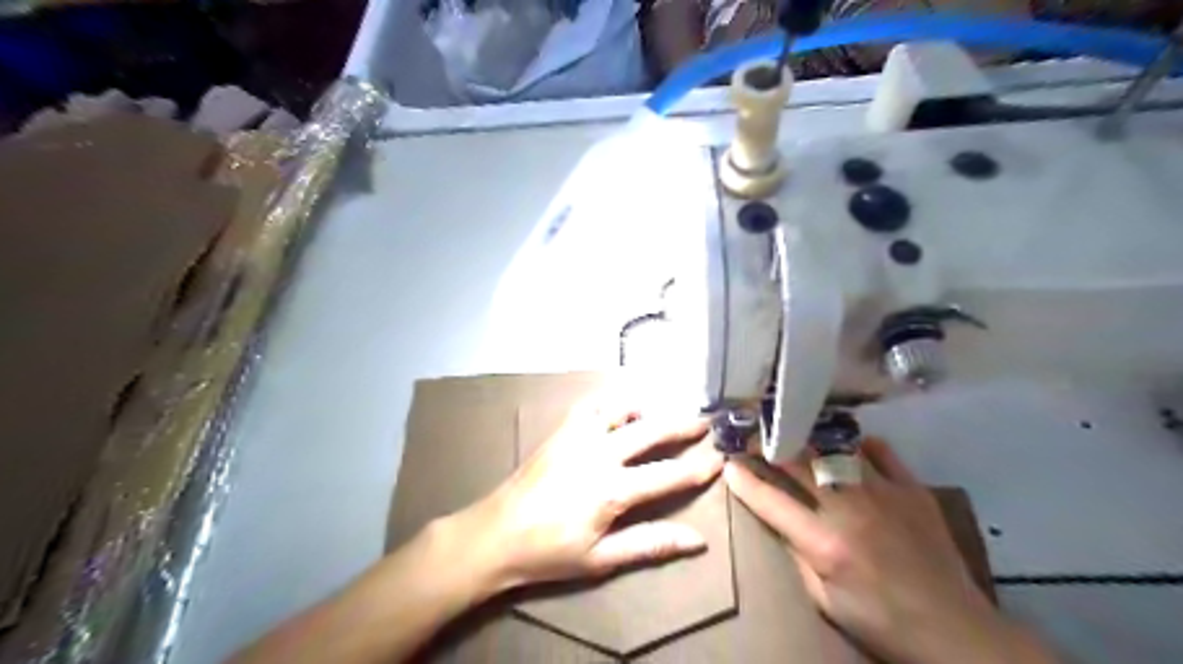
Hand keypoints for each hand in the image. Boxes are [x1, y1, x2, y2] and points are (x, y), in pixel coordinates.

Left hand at [443, 400, 719, 597]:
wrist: (496, 534)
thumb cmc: (549, 552)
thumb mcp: (601, 559)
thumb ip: (649, 544)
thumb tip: (697, 540)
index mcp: (611, 489)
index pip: (666, 475)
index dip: (696, 469)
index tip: (719, 460)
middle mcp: (599, 453)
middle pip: (650, 431)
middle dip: (681, 425)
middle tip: (704, 421)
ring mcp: (578, 436)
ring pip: (620, 408)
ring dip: (646, 407)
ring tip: (662, 411)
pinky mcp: (561, 431)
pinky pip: (591, 405)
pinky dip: (611, 401)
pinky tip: (619, 407)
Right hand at [726, 440, 1058, 663]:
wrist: (954, 630)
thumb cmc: (880, 621)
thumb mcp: (825, 601)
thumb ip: (798, 555)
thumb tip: (781, 521)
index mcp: (824, 543)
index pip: (771, 501)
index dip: (744, 480)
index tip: (728, 463)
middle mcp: (849, 508)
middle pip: (798, 463)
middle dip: (768, 446)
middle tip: (752, 437)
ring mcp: (883, 493)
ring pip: (835, 449)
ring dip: (809, 439)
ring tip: (794, 430)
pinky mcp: (912, 490)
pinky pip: (881, 452)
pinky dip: (861, 445)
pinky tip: (850, 446)